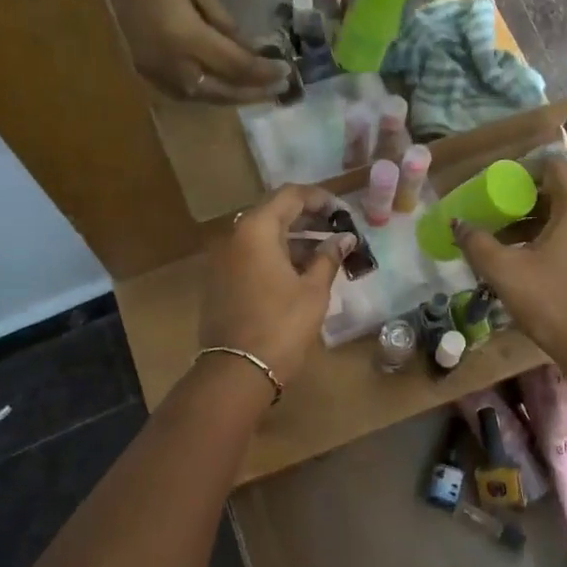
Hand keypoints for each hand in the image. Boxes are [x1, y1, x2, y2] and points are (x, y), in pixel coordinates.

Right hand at [90, 0, 290, 103]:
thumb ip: (221, 19)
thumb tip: (246, 47)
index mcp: (185, 38)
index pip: (236, 65)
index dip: (263, 72)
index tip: (285, 72)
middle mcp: (171, 64)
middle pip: (220, 90)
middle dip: (251, 92)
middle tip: (277, 90)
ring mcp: (152, 72)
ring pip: (200, 96)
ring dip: (230, 97)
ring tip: (254, 91)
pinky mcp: (141, 71)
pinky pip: (181, 91)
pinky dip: (205, 92)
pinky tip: (219, 86)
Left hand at [199, 184, 354, 385]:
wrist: (237, 371)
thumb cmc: (281, 325)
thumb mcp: (313, 290)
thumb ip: (328, 257)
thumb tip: (344, 238)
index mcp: (256, 229)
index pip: (290, 195)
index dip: (320, 199)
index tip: (344, 213)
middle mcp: (234, 236)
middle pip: (274, 212)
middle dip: (308, 218)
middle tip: (338, 230)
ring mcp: (223, 259)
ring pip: (263, 235)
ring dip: (294, 238)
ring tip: (326, 252)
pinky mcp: (221, 280)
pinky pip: (252, 255)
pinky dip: (277, 255)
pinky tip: (302, 270)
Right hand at [452, 158, 566, 378]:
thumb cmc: (553, 303)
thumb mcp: (505, 273)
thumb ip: (477, 243)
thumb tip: (457, 223)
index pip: (555, 166)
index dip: (524, 170)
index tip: (499, 187)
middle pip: (562, 194)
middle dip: (526, 202)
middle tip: (496, 216)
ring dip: (540, 225)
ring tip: (508, 244)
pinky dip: (559, 242)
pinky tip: (535, 265)